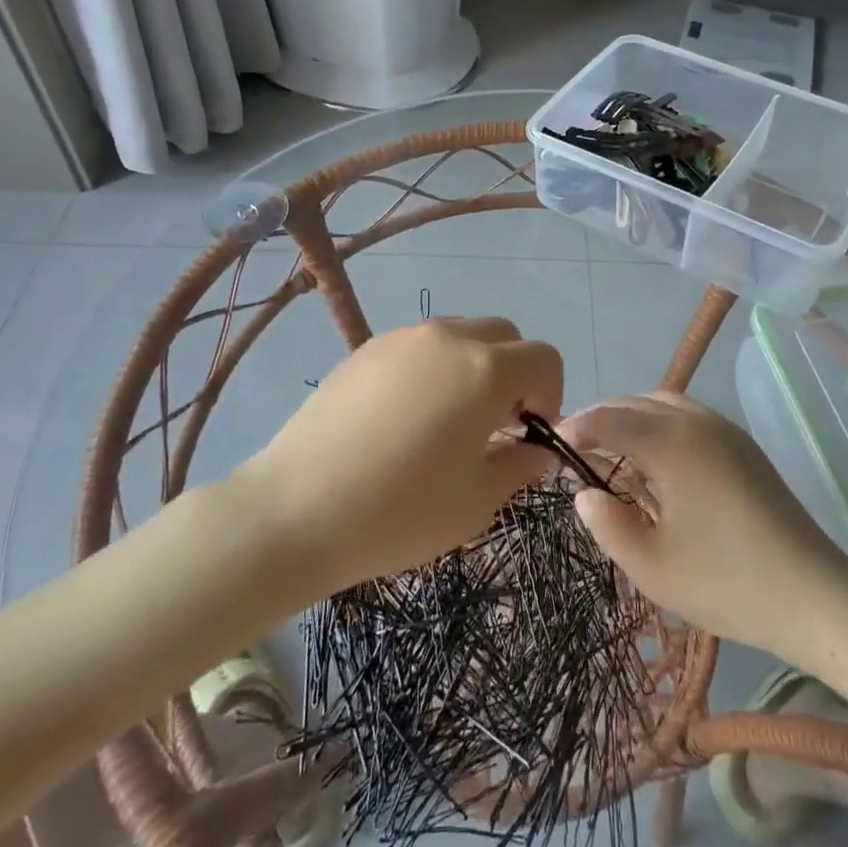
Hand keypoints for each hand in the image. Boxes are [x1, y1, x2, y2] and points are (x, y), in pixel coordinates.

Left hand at [240, 319, 560, 595]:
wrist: (297, 509)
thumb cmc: (399, 511)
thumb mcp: (476, 502)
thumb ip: (519, 466)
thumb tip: (536, 450)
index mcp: (485, 370)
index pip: (544, 357)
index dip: (550, 392)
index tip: (529, 431)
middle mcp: (448, 338)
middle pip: (503, 335)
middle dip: (514, 373)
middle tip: (494, 423)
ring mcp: (402, 338)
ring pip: (460, 334)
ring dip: (473, 366)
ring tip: (448, 419)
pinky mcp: (365, 348)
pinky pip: (418, 346)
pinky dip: (432, 368)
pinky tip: (405, 417)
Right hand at [561, 392, 847, 670]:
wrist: (816, 597)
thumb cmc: (728, 583)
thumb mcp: (652, 567)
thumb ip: (607, 525)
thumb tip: (585, 493)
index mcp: (672, 443)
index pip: (609, 418)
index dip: (576, 427)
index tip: (552, 446)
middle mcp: (697, 422)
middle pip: (634, 401)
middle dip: (601, 419)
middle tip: (576, 450)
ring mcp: (725, 430)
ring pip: (663, 403)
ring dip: (631, 418)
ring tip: (614, 454)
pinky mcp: (743, 446)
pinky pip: (687, 416)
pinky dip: (659, 425)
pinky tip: (657, 465)